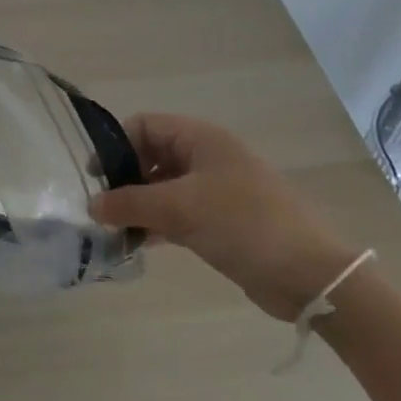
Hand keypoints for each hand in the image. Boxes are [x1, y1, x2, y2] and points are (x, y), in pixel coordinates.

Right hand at [92, 114, 359, 320]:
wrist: (309, 275)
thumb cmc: (244, 223)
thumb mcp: (181, 208)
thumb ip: (131, 203)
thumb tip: (91, 205)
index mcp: (201, 139)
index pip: (145, 125)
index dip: (116, 145)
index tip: (94, 177)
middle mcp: (206, 158)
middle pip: (151, 156)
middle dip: (124, 179)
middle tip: (100, 207)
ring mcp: (215, 190)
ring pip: (163, 188)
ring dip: (138, 205)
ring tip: (111, 229)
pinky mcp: (220, 222)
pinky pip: (177, 214)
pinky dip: (156, 224)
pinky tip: (136, 243)